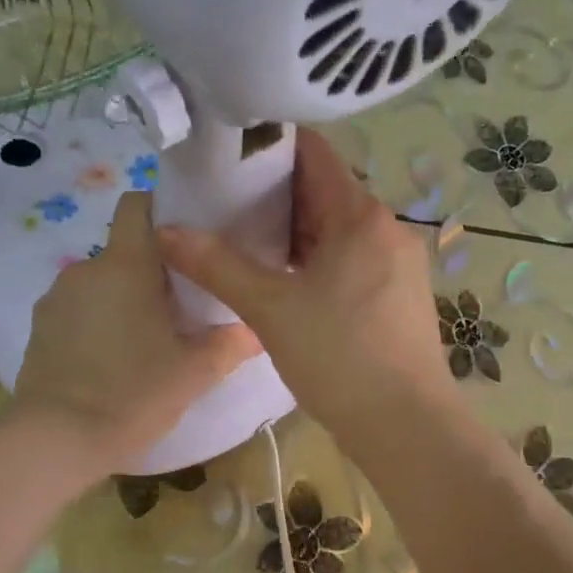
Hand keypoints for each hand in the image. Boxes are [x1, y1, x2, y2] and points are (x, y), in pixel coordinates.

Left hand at [14, 191, 258, 474]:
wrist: (55, 440)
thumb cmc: (133, 394)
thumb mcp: (195, 372)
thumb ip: (230, 344)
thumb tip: (256, 329)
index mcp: (127, 265)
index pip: (138, 204)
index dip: (163, 209)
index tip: (188, 239)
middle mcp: (87, 269)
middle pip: (126, 251)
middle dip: (152, 271)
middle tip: (182, 308)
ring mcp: (56, 299)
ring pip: (102, 283)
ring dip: (123, 299)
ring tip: (145, 341)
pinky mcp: (39, 329)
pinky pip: (78, 310)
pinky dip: (97, 323)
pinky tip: (111, 361)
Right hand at [157, 128, 457, 446]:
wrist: (407, 427)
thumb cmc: (340, 357)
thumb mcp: (271, 309)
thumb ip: (217, 265)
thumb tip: (166, 230)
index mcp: (362, 216)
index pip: (315, 154)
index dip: (270, 145)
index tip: (227, 150)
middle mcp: (387, 230)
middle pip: (325, 193)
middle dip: (274, 194)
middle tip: (221, 199)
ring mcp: (397, 265)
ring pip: (337, 232)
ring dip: (293, 232)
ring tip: (242, 238)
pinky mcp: (398, 297)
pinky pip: (350, 261)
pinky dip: (314, 260)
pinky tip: (282, 279)